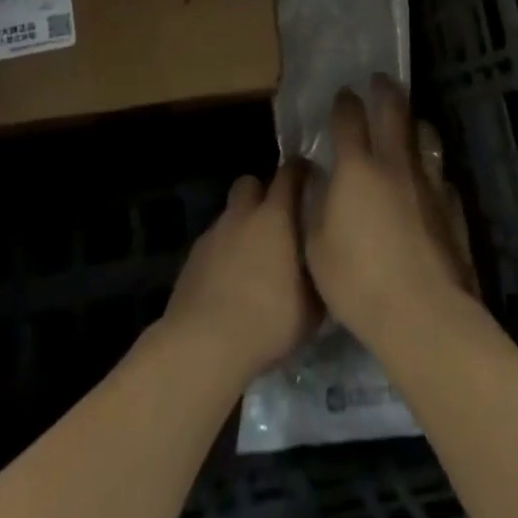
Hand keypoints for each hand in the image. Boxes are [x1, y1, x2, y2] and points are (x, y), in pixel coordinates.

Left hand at [162, 162, 319, 382]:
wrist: (202, 346)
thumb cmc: (266, 321)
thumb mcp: (311, 308)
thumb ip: (318, 277)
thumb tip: (325, 266)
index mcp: (275, 217)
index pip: (289, 173)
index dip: (300, 171)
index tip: (311, 178)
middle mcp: (242, 215)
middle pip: (250, 182)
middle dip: (262, 193)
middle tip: (277, 220)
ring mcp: (213, 234)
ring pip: (230, 215)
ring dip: (242, 227)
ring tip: (253, 259)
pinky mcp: (192, 258)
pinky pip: (214, 243)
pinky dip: (224, 253)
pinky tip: (230, 282)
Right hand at [305, 76, 476, 349]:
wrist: (424, 314)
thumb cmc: (358, 281)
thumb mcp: (316, 246)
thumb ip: (315, 205)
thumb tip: (317, 177)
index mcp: (357, 168)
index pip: (349, 119)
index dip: (344, 103)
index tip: (343, 94)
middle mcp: (395, 163)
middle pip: (393, 111)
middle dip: (384, 91)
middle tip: (380, 80)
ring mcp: (428, 183)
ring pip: (425, 136)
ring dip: (415, 124)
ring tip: (410, 122)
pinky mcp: (452, 207)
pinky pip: (441, 178)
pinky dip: (432, 172)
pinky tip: (430, 181)